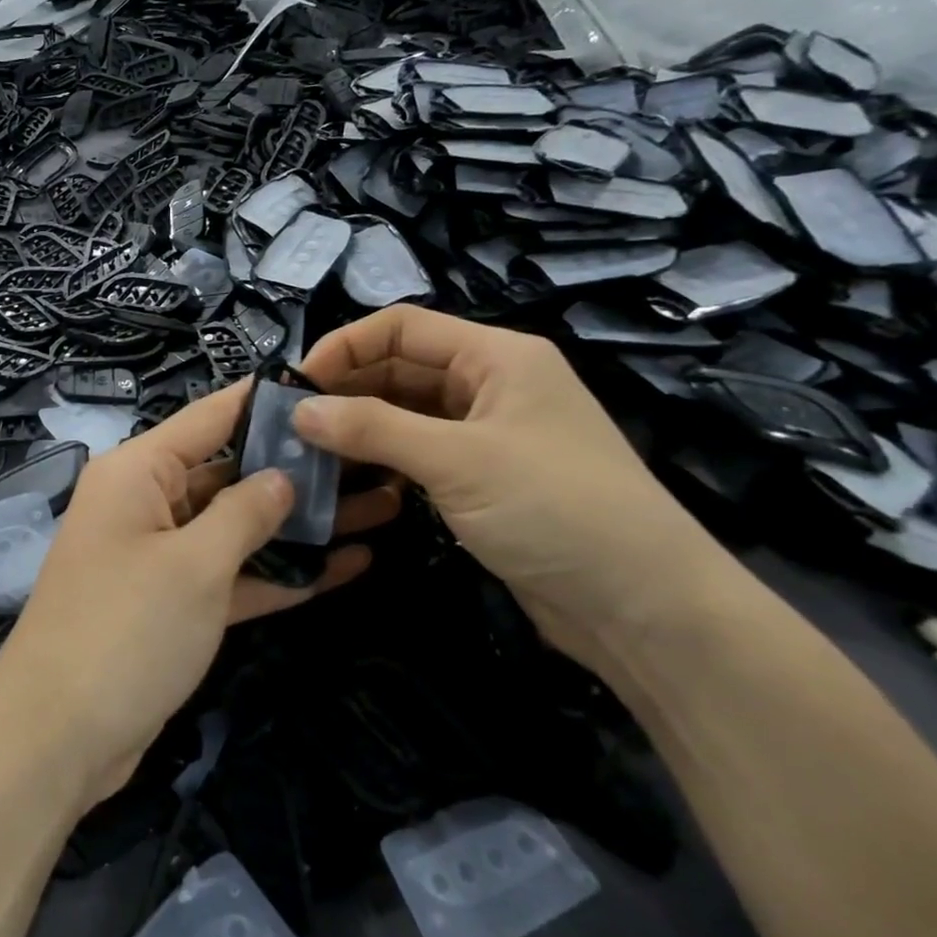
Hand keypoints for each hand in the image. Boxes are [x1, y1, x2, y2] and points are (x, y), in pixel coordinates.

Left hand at [0, 382, 399, 807]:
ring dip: (301, 524)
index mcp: (139, 472)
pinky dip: (280, 573)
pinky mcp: (175, 605)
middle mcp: (148, 503)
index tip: (325, 384)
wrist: (58, 739)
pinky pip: (233, 575)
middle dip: (298, 469)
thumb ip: (245, 513)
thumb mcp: (194, 565)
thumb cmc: (125, 630)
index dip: (264, 400)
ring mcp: (162, 555)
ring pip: (239, 527)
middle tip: (374, 457)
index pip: (210, 417)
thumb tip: (282, 476)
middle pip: (231, 472)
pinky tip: (347, 565)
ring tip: (380, 506)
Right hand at [294, 306, 733, 678]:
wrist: (646, 609)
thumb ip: (373, 428)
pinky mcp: (483, 478)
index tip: (296, 382)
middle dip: (346, 388)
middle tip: (291, 421)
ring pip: (406, 412)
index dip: (345, 345)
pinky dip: (382, 458)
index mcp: (497, 356)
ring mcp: (488, 433)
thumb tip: (298, 410)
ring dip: (359, 425)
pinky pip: (419, 452)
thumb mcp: (458, 460)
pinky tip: (346, 475)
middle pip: (401, 367)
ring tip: (306, 449)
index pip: (402, 327)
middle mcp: (491, 385)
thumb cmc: (556, 509)